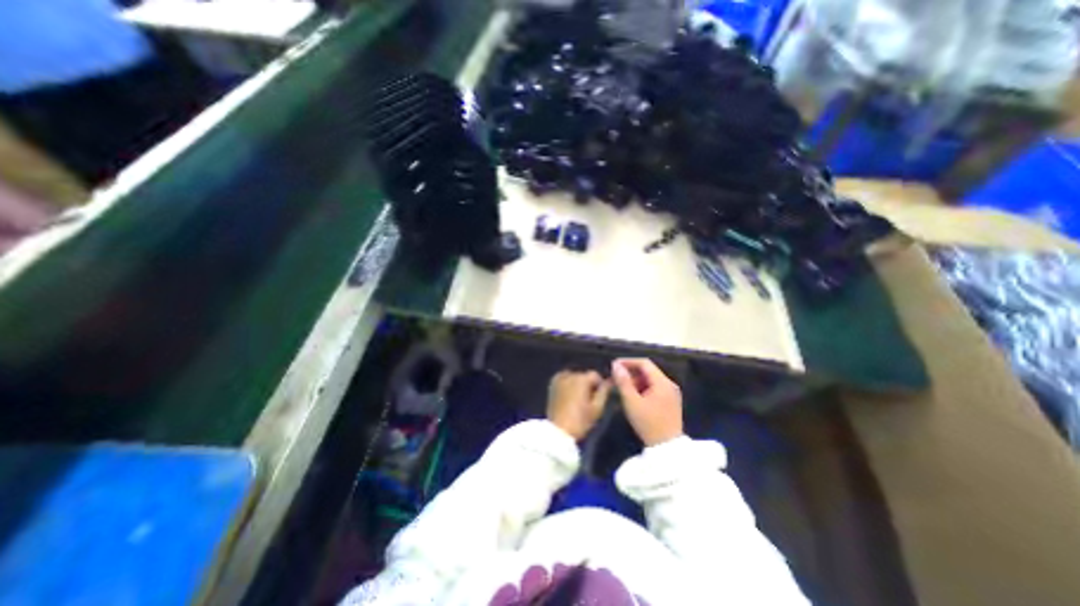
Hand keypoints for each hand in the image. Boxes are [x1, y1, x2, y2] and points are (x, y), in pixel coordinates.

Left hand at [548, 368, 604, 439]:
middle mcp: (570, 374)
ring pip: (574, 377)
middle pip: (584, 376)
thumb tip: (609, 381)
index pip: (595, 375)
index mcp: (581, 379)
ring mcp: (559, 378)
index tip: (599, 397)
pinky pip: (564, 379)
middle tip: (589, 400)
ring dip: (577, 384)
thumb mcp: (597, 408)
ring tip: (578, 399)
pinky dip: (568, 384)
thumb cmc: (580, 420)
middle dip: (588, 385)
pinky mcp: (552, 384)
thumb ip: (604, 392)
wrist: (558, 431)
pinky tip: (569, 396)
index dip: (599, 385)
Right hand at [605, 360, 682, 443]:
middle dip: (631, 372)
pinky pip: (655, 388)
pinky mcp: (671, 402)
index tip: (614, 366)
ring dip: (636, 381)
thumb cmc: (648, 424)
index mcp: (662, 382)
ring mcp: (672, 394)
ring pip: (651, 380)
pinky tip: (634, 397)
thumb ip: (623, 382)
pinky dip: (643, 388)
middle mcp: (670, 385)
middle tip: (617, 378)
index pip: (644, 363)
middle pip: (648, 371)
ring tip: (623, 388)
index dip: (628, 362)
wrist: (667, 449)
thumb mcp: (632, 402)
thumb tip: (616, 365)